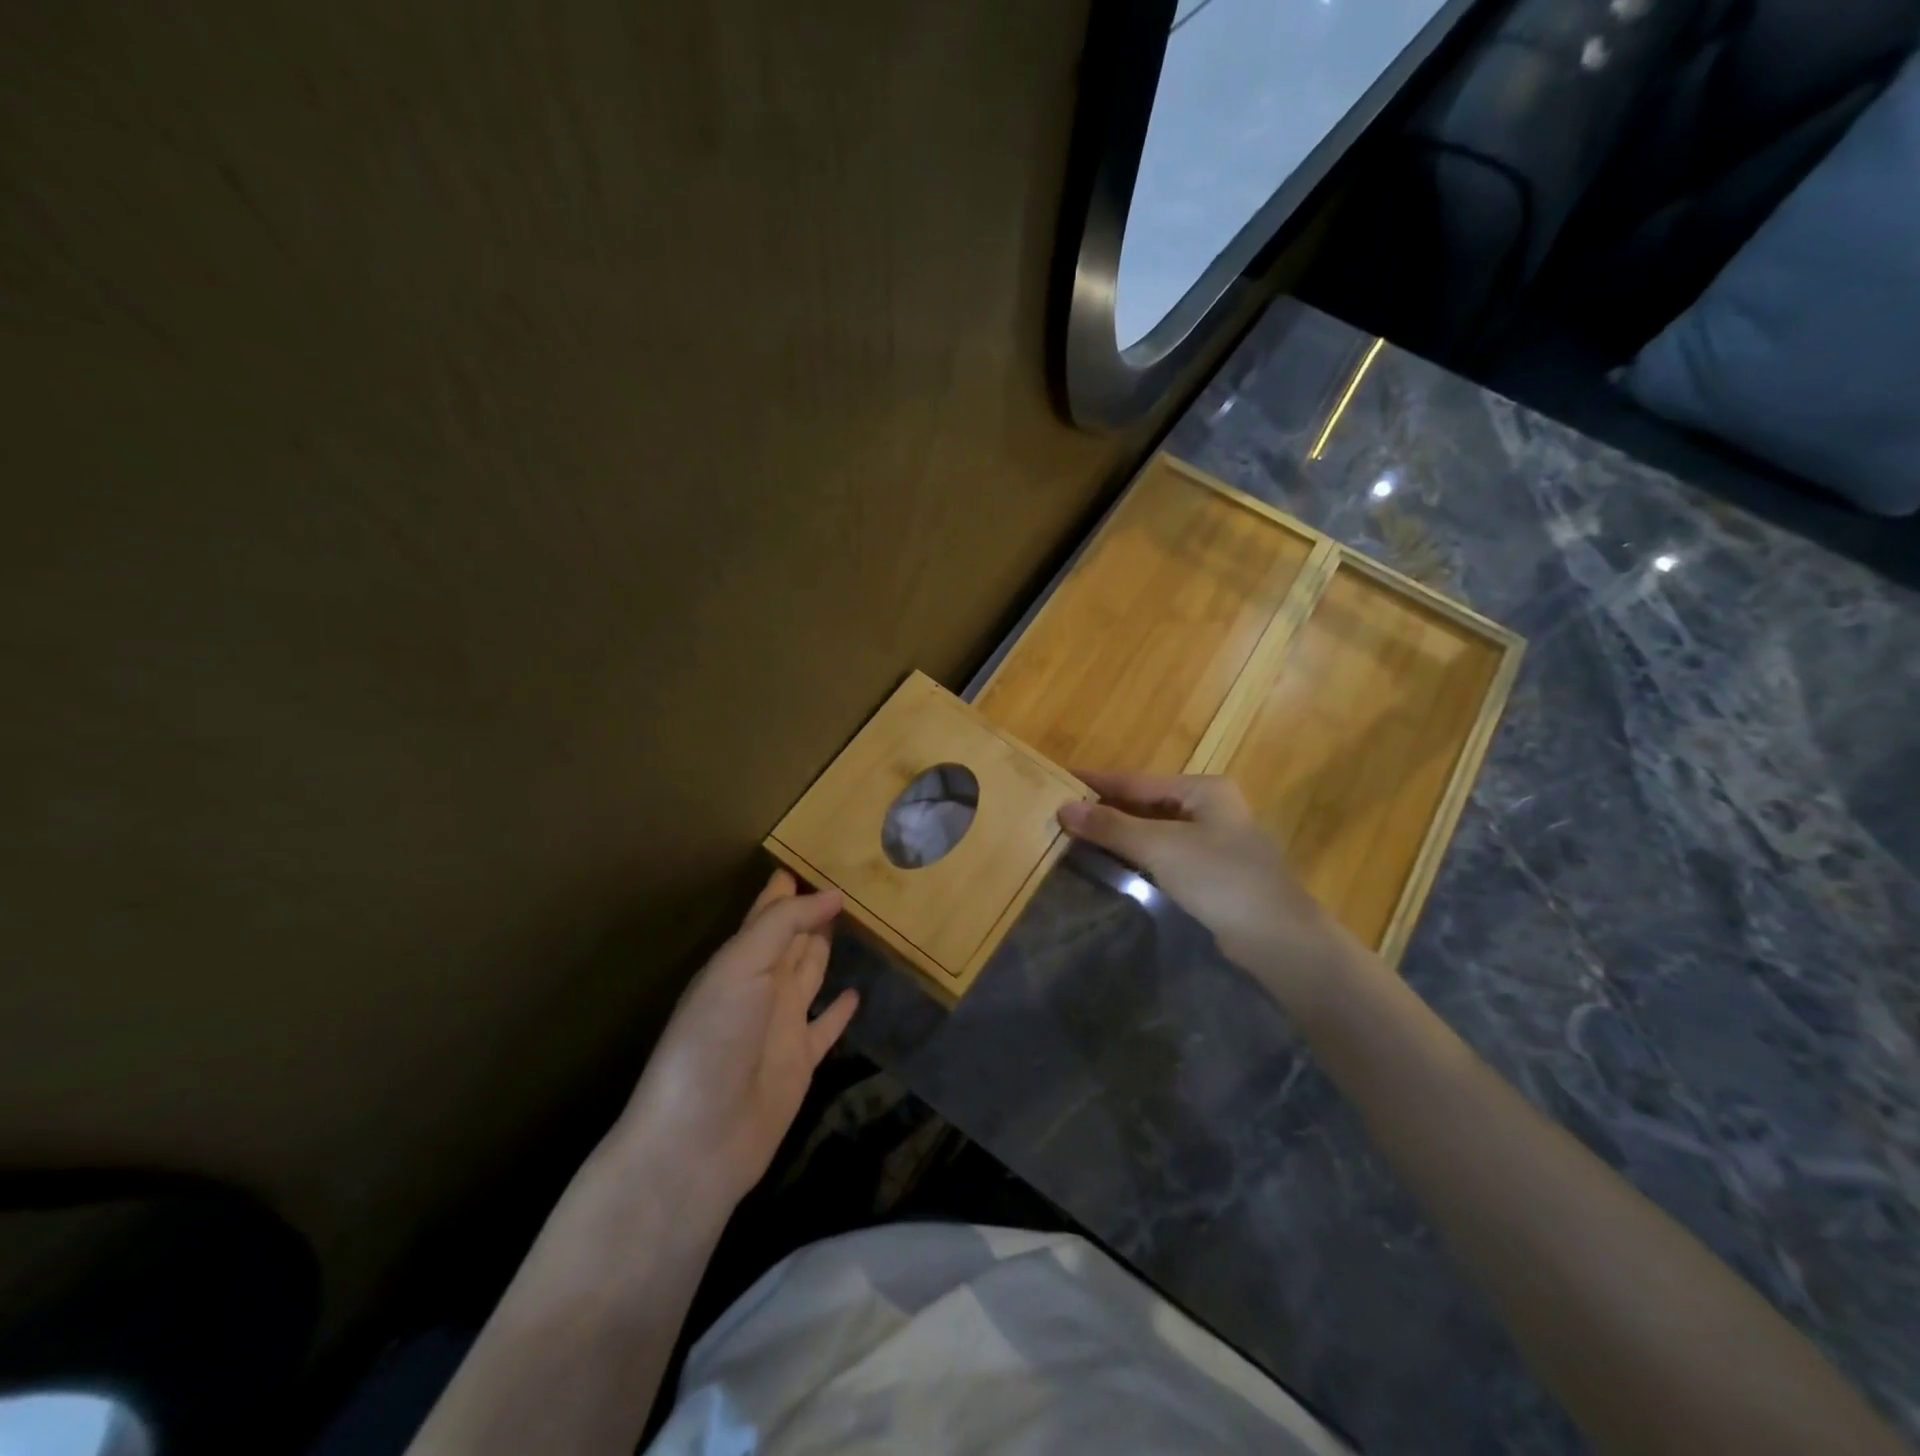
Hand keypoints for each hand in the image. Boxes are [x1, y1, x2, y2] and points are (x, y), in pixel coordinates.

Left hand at [610, 870, 857, 1213]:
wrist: (698, 1140)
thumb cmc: (713, 1041)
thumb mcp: (741, 968)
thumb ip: (784, 926)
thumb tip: (833, 892)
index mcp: (740, 961)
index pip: (768, 914)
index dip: (787, 889)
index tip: (815, 857)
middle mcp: (762, 987)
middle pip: (792, 939)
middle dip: (813, 912)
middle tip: (849, 883)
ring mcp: (782, 1025)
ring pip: (811, 974)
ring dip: (827, 949)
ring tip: (855, 923)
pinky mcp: (800, 1062)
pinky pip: (826, 1026)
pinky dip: (840, 1010)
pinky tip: (856, 993)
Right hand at [1058, 772, 1366, 1011]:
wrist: (1278, 939)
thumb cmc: (1221, 879)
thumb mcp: (1161, 847)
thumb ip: (1112, 826)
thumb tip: (1063, 807)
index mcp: (1203, 789)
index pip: (1136, 779)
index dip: (1096, 781)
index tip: (1058, 778)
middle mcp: (1209, 807)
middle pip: (1145, 802)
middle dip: (1105, 807)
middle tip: (1060, 811)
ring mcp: (1213, 840)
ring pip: (1154, 828)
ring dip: (1119, 832)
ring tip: (1076, 833)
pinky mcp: (1212, 871)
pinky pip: (1164, 853)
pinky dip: (1137, 853)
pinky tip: (1112, 860)